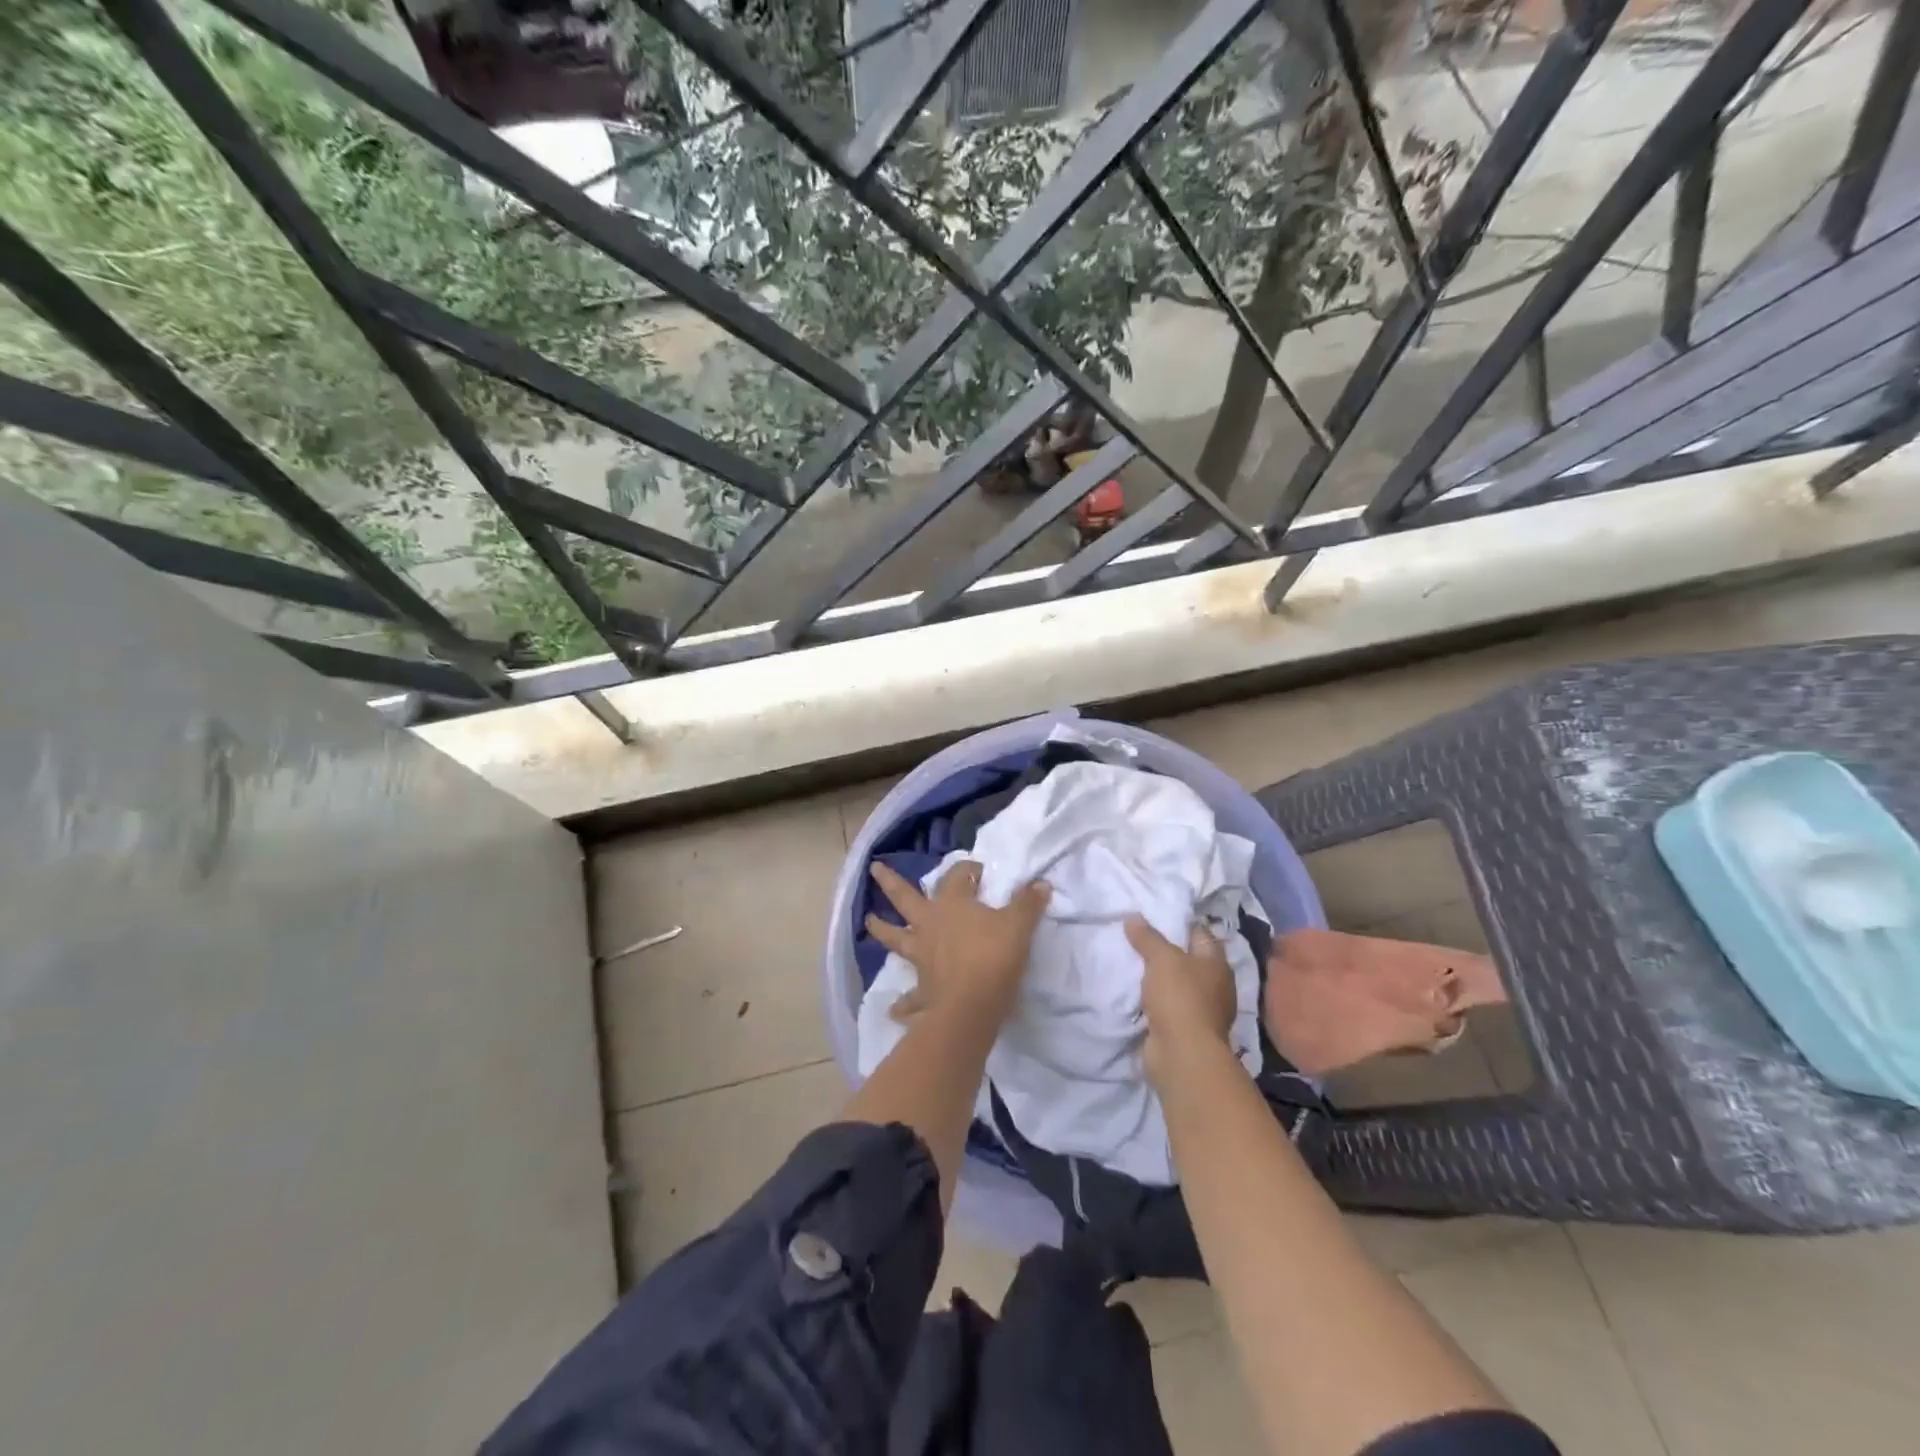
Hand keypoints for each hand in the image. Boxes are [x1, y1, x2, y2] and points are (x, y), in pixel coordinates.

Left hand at [867, 860, 1049, 1025]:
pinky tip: (894, 1010)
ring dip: (881, 929)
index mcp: (952, 904)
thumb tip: (1040, 883)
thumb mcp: (1019, 925)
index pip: (957, 876)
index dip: (968, 870)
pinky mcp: (923, 988)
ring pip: (895, 938)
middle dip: (890, 882)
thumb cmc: (995, 956)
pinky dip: (903, 1004)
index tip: (979, 871)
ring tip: (868, 921)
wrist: (972, 1006)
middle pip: (906, 898)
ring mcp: (922, 956)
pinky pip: (910, 997)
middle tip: (874, 868)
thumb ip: (1028, 903)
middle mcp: (930, 924)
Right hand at [1127, 917, 1238, 1081]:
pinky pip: (1167, 1005)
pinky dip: (1154, 999)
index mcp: (1216, 963)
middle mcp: (1214, 985)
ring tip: (1132, 961)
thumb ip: (1148, 937)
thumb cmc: (1180, 997)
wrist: (1181, 1054)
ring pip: (1177, 984)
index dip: (1180, 922)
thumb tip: (1133, 917)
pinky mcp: (1185, 1029)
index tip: (1156, 913)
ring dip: (1159, 977)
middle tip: (1138, 935)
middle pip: (1188, 959)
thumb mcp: (1161, 958)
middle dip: (1167, 950)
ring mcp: (1201, 1010)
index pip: (1200, 933)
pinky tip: (1135, 991)